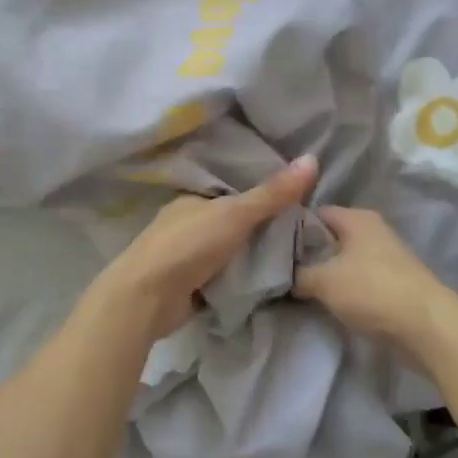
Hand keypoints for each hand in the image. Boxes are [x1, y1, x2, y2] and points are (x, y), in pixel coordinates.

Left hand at [86, 156, 319, 340]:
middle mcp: (184, 225)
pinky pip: (218, 280)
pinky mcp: (184, 288)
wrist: (146, 299)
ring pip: (224, 253)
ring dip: (247, 258)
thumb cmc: (188, 246)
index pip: (232, 195)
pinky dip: (235, 282)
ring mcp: (182, 258)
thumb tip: (311, 158)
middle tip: (299, 238)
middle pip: (229, 225)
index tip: (295, 207)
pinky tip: (262, 285)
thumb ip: (272, 193)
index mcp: (192, 201)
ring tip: (289, 261)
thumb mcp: (235, 214)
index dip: (261, 199)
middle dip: (256, 231)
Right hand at [293, 206, 457, 366]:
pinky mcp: (393, 282)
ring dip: (326, 273)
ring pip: (344, 259)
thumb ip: (298, 274)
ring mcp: (386, 257)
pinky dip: (343, 288)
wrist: (428, 327)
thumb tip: (284, 275)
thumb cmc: (372, 291)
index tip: (270, 245)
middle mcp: (372, 230)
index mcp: (356, 218)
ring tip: (298, 288)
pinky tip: (326, 302)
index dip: (291, 226)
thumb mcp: (324, 281)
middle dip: (308, 253)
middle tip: (280, 270)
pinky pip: (358, 279)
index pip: (314, 212)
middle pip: (330, 236)